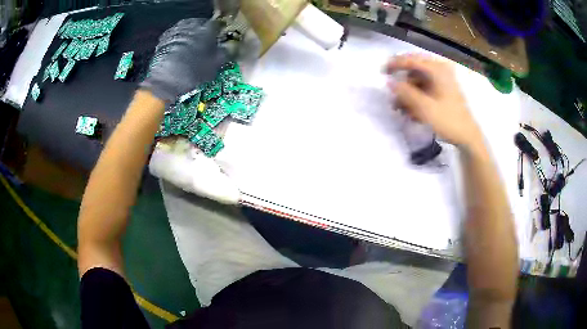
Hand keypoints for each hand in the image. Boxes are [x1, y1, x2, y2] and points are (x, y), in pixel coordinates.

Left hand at [140, 18, 227, 102]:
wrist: (163, 82)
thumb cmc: (192, 73)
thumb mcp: (214, 65)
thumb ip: (224, 53)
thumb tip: (231, 47)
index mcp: (206, 29)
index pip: (218, 25)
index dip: (220, 32)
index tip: (220, 39)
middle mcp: (191, 25)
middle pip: (201, 24)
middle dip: (204, 32)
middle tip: (206, 44)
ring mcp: (176, 30)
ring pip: (188, 29)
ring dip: (192, 36)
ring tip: (192, 48)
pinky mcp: (164, 38)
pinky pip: (177, 36)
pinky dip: (180, 41)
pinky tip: (180, 51)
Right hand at [386, 54, 481, 147]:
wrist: (468, 137)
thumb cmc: (448, 120)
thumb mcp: (425, 107)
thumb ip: (405, 93)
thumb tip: (389, 82)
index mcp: (437, 69)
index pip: (411, 60)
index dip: (395, 64)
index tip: (382, 72)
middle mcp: (440, 70)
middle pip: (414, 70)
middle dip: (402, 83)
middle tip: (393, 93)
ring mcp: (443, 80)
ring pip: (418, 81)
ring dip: (408, 93)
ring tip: (401, 109)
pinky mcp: (444, 90)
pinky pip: (425, 88)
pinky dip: (417, 97)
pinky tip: (413, 112)